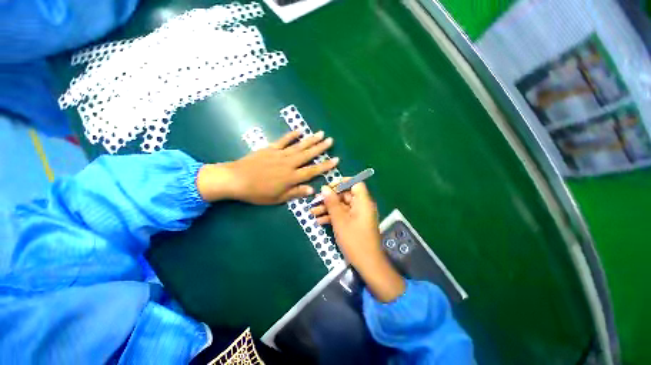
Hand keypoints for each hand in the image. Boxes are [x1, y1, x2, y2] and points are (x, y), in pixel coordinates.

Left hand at [197, 130, 338, 203]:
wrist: (236, 179)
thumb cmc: (257, 192)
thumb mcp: (277, 198)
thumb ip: (295, 192)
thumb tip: (312, 190)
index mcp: (291, 177)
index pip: (313, 170)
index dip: (325, 165)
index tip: (336, 159)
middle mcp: (289, 164)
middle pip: (308, 155)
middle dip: (321, 148)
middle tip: (330, 140)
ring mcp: (280, 154)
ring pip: (298, 146)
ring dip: (310, 140)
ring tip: (320, 133)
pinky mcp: (270, 149)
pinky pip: (283, 140)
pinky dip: (291, 135)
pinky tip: (299, 131)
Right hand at [311, 182, 404, 301]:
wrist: (367, 264)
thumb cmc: (354, 240)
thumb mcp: (340, 220)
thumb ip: (332, 203)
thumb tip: (324, 188)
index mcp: (363, 202)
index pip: (355, 184)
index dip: (342, 183)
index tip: (328, 187)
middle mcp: (362, 206)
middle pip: (345, 196)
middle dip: (330, 198)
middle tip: (315, 202)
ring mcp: (358, 216)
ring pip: (342, 206)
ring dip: (328, 209)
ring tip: (312, 212)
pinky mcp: (355, 224)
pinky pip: (343, 215)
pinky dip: (333, 217)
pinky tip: (319, 221)